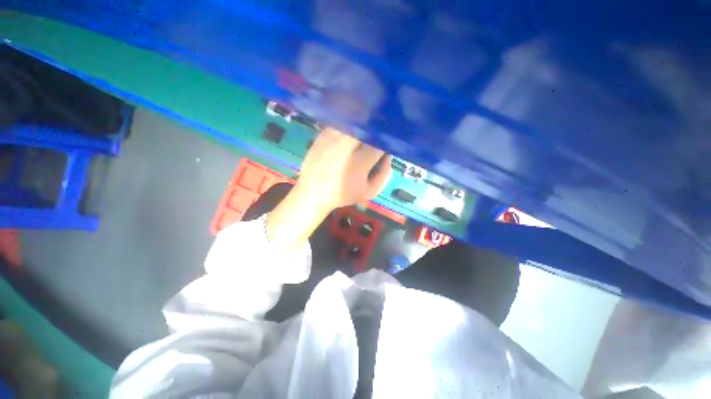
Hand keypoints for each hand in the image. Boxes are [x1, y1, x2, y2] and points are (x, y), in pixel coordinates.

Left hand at [266, 128, 390, 253]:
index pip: (381, 143)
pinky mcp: (322, 134)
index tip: (385, 148)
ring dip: (362, 128)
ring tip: (360, 140)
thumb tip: (387, 155)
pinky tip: (346, 138)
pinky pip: (340, 124)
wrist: (313, 193)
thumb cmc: (343, 194)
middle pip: (368, 128)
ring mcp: (332, 138)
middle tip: (374, 142)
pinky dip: (348, 127)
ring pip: (354, 123)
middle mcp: (346, 145)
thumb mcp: (369, 192)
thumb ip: (384, 174)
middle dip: (375, 133)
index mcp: (360, 162)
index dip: (386, 143)